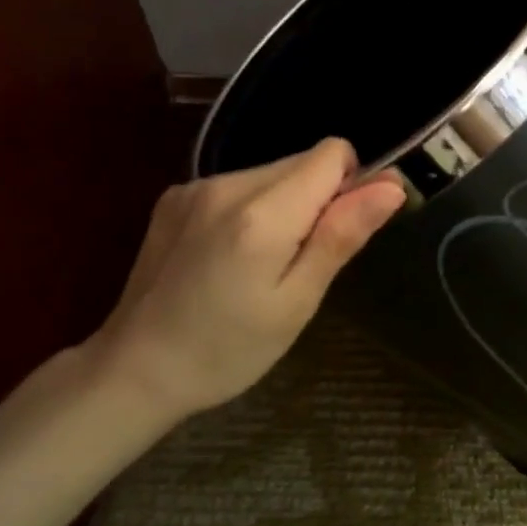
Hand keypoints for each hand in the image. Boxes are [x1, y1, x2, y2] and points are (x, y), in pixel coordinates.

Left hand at [82, 138, 405, 427]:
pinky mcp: (175, 196)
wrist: (134, 371)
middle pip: (303, 161)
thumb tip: (392, 185)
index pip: (333, 154)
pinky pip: (239, 185)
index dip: (351, 186)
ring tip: (263, 265)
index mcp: (263, 213)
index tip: (339, 235)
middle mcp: (227, 184)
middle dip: (318, 200)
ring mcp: (195, 186)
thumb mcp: (298, 302)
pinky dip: (252, 210)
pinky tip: (230, 257)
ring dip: (286, 205)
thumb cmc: (228, 350)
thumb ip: (342, 235)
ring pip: (272, 172)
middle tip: (300, 263)